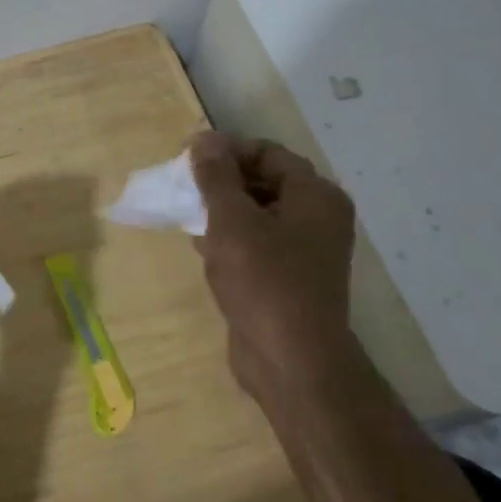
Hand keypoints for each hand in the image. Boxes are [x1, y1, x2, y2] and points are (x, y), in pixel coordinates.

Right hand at [188, 131, 358, 411]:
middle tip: (183, 187)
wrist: (291, 363)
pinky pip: (257, 244)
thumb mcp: (232, 220)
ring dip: (222, 211)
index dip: (227, 150)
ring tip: (186, 215)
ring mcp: (305, 251)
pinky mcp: (289, 279)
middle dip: (221, 181)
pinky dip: (230, 239)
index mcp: (315, 196)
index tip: (188, 158)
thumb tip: (204, 138)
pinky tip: (201, 246)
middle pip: (263, 182)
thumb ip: (215, 176)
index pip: (268, 153)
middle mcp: (317, 218)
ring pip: (257, 214)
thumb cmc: (264, 281)